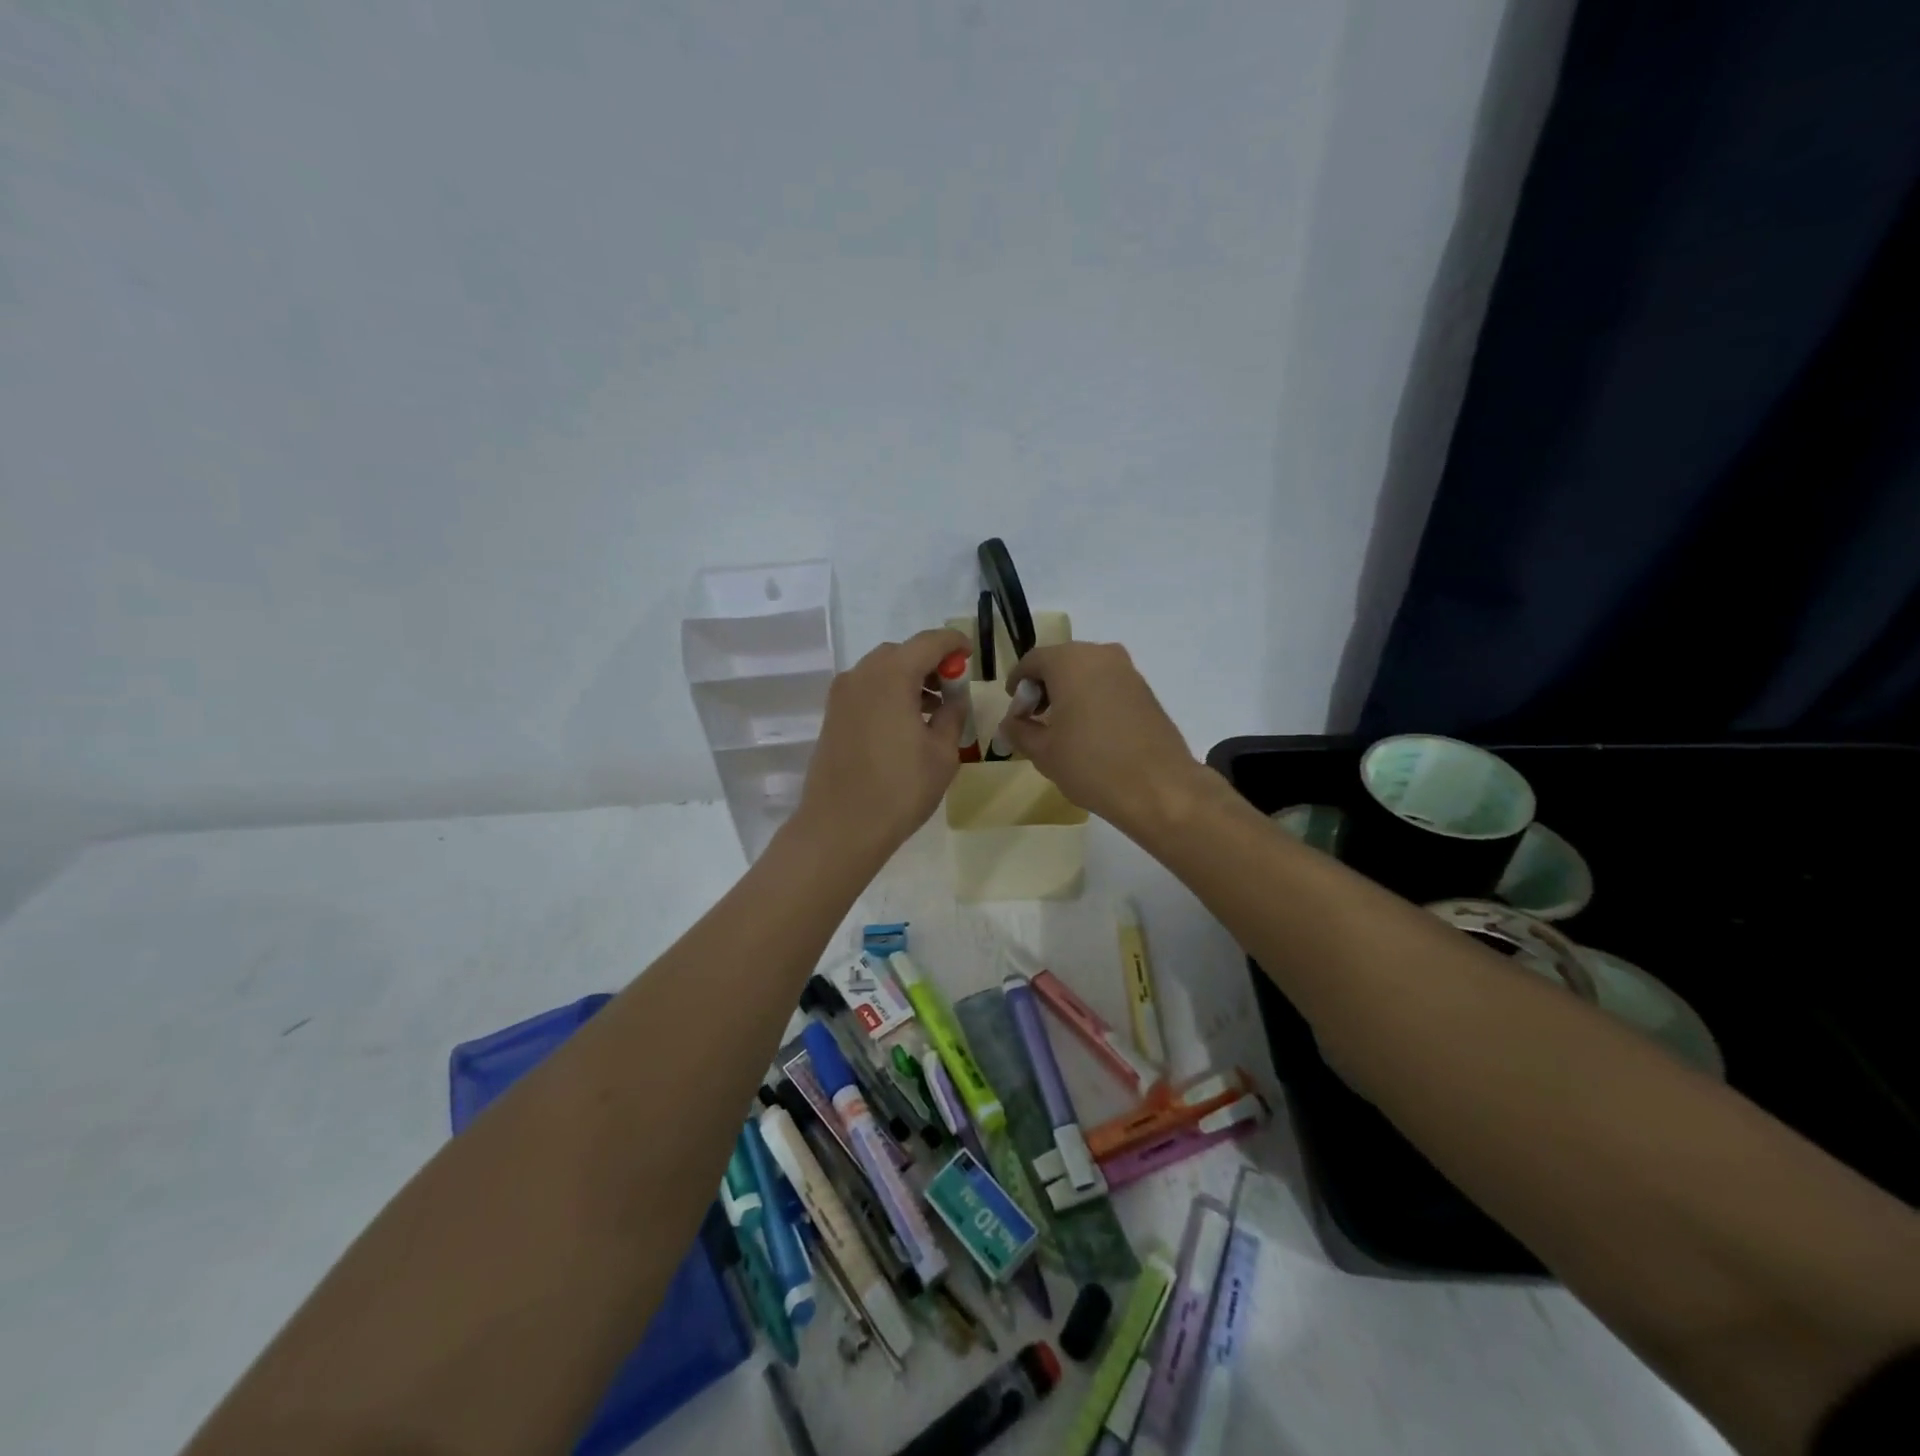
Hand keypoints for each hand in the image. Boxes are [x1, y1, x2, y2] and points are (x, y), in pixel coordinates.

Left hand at [794, 628, 970, 865]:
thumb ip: (952, 715)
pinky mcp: (832, 716)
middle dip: (929, 662)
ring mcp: (842, 695)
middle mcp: (862, 675)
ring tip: (932, 709)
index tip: (971, 656)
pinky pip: (866, 690)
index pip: (929, 642)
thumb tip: (954, 698)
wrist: (840, 827)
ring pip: (881, 671)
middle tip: (952, 687)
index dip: (954, 644)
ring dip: (908, 679)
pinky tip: (905, 723)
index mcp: (892, 676)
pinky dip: (888, 693)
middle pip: (901, 653)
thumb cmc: (900, 789)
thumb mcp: (942, 753)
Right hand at [1000, 642, 1207, 834]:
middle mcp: (1100, 655)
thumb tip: (1010, 723)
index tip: (1015, 710)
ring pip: (1087, 672)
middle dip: (1044, 687)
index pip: (1032, 661)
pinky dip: (1093, 698)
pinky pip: (1108, 685)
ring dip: (1069, 692)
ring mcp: (1128, 671)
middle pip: (1061, 662)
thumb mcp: (1043, 752)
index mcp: (1070, 661)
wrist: (1159, 788)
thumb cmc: (1091, 765)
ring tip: (1062, 728)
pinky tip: (1090, 731)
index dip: (1018, 684)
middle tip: (1035, 720)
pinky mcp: (1146, 690)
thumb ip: (1019, 731)